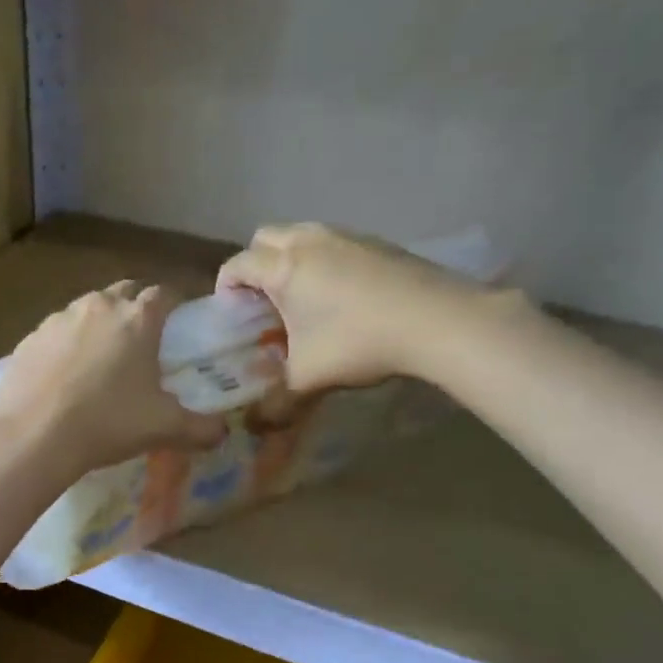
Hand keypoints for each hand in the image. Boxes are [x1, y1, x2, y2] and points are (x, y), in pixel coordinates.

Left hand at [0, 282, 225, 474]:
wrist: (34, 435)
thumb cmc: (108, 423)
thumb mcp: (163, 428)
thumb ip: (200, 428)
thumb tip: (222, 432)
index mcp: (137, 319)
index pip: (165, 293)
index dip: (175, 305)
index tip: (179, 324)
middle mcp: (99, 306)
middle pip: (125, 292)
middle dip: (137, 307)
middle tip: (142, 341)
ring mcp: (59, 318)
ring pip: (88, 309)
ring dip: (100, 324)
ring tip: (102, 360)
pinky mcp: (30, 338)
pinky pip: (57, 332)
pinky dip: (67, 344)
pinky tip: (65, 375)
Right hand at [216, 222, 501, 392]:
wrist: (438, 320)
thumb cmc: (359, 343)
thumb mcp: (308, 379)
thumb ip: (275, 404)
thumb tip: (255, 427)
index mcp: (283, 268)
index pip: (236, 265)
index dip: (225, 288)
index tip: (231, 315)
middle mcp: (308, 241)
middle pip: (264, 238)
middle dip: (255, 266)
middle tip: (264, 303)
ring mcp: (345, 236)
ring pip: (300, 236)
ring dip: (290, 260)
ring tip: (303, 300)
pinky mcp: (376, 241)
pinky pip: (333, 243)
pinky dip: (323, 261)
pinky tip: (342, 297)